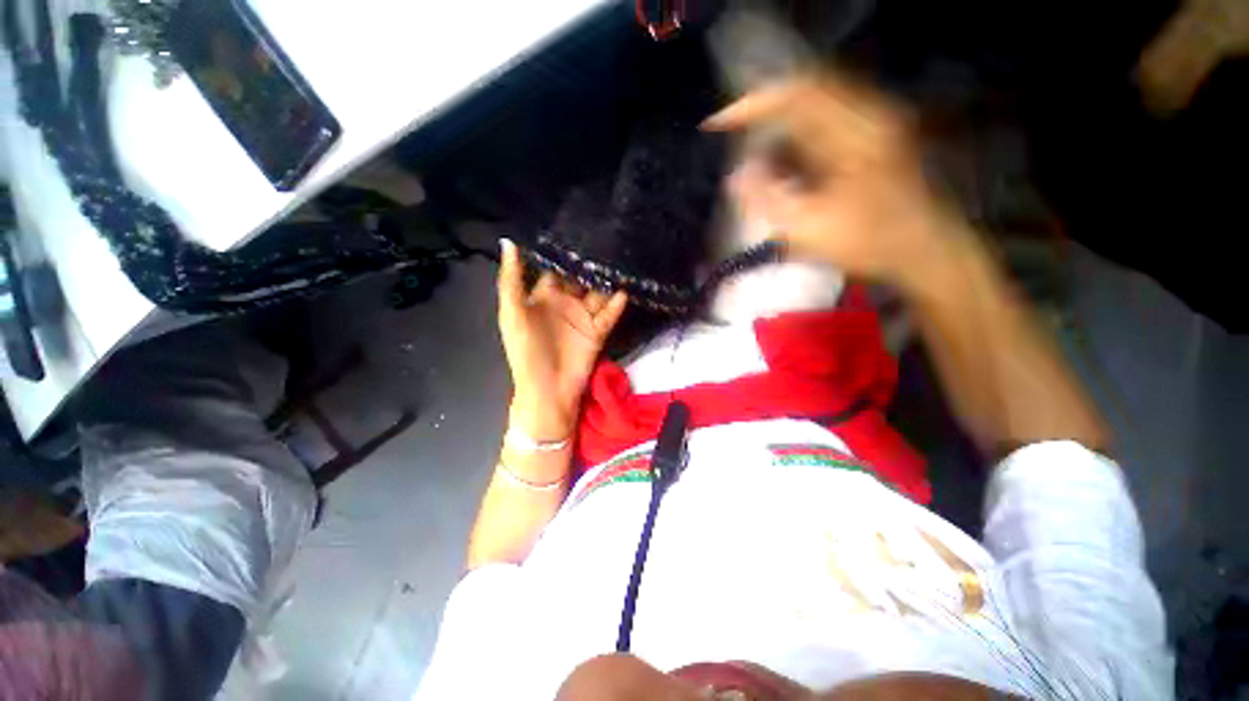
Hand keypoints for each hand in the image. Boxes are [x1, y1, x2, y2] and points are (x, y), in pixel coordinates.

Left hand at [497, 240, 627, 439]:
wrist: (548, 389)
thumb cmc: (526, 351)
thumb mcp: (512, 314)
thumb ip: (511, 280)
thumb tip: (509, 242)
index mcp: (543, 297)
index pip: (554, 269)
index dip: (563, 253)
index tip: (575, 229)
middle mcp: (565, 303)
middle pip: (580, 278)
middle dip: (590, 262)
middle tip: (606, 237)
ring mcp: (583, 317)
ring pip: (598, 293)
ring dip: (607, 279)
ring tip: (620, 257)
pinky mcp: (598, 331)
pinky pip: (609, 314)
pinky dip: (618, 303)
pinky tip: (626, 288)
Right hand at [705, 74, 964, 288]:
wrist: (923, 250)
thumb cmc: (867, 243)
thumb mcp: (809, 229)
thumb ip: (768, 200)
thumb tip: (736, 176)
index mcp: (854, 132)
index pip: (795, 94)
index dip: (751, 105)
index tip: (716, 125)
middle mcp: (866, 115)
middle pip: (802, 96)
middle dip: (761, 119)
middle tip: (733, 144)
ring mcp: (872, 123)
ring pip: (812, 111)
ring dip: (778, 134)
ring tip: (758, 166)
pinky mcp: (872, 137)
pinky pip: (824, 126)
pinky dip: (797, 143)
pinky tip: (785, 172)